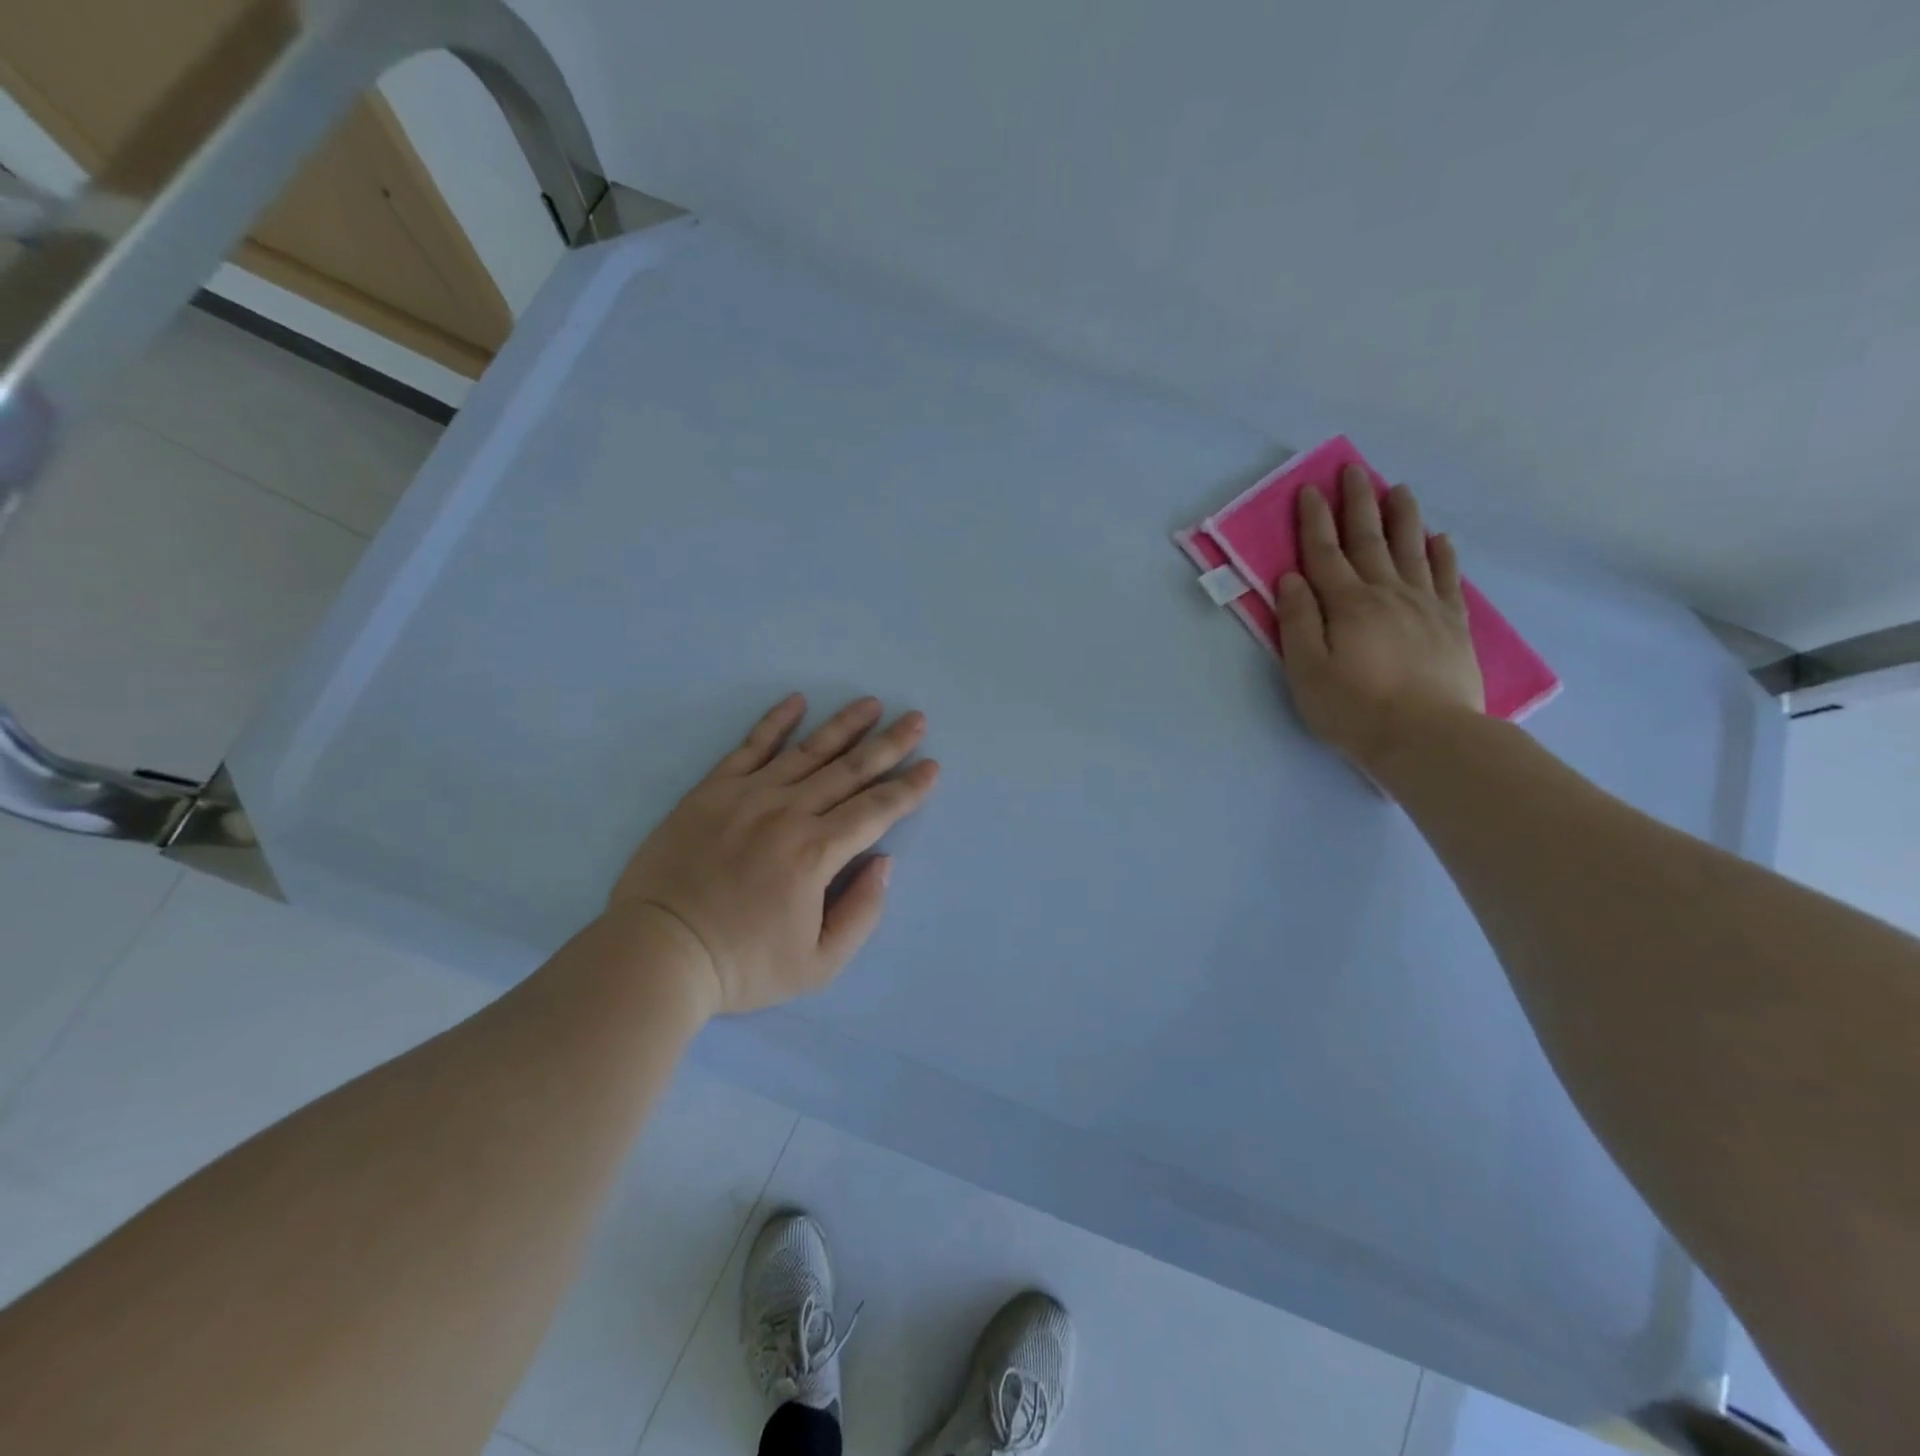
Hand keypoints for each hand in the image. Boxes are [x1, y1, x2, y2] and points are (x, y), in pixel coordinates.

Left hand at [607, 694, 939, 1015]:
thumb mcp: (818, 964)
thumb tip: (883, 862)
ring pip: (808, 751)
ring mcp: (748, 795)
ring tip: (871, 703)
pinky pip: (750, 747)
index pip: (876, 810)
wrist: (658, 952)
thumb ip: (861, 912)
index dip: (908, 788)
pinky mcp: (712, 790)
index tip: (931, 766)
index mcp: (816, 853)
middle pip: (850, 770)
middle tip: (916, 720)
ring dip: (844, 725)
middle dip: (889, 744)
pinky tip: (797, 702)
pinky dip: (776, 722)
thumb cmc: (742, 965)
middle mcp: (788, 812)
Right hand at [1274, 467, 1483, 774]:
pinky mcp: (1452, 623)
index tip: (1310, 489)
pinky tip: (1439, 539)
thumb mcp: (1306, 671)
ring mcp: (1425, 605)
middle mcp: (1387, 593)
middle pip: (1369, 540)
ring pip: (1412, 549)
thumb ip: (1298, 621)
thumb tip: (1291, 579)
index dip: (1315, 520)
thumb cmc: (1353, 709)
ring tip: (1398, 489)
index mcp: (1347, 605)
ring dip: (1402, 517)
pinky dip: (1442, 554)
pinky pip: (1447, 577)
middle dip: (1358, 504)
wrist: (1427, 737)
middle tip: (1355, 471)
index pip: (1325, 553)